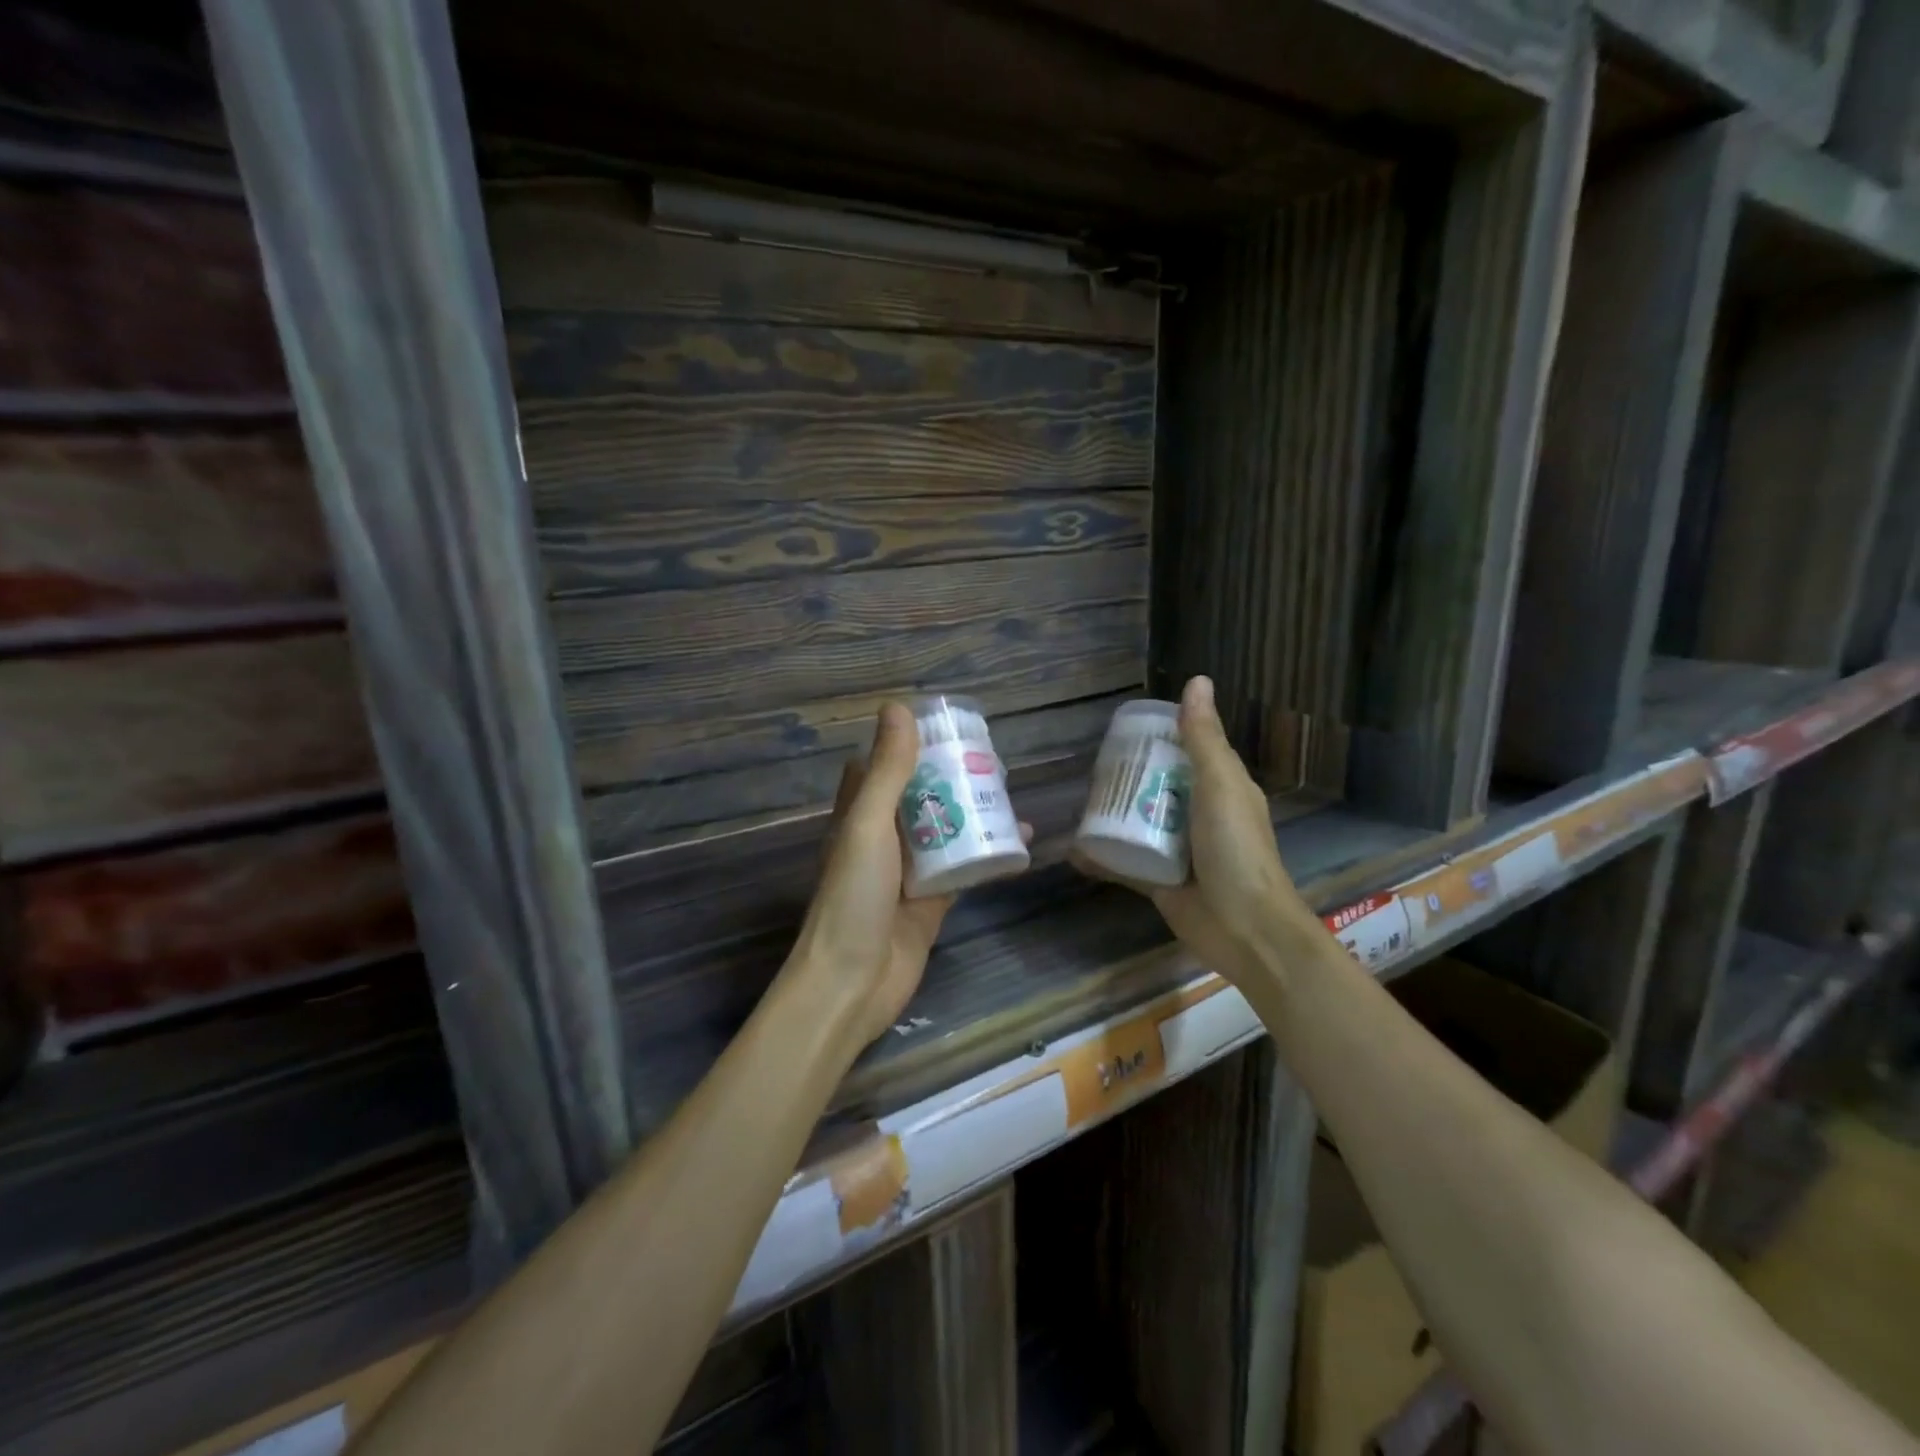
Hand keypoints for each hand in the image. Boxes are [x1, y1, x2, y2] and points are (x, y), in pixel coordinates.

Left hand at [786, 702, 1029, 1049]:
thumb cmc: (853, 897)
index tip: (942, 727)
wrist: (853, 983)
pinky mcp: (932, 903)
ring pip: (945, 832)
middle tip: (990, 759)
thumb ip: (887, 771)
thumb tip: (898, 707)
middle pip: (919, 798)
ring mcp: (908, 873)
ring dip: (973, 813)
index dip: (905, 746)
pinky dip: (988, 855)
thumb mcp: (868, 825)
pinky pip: (964, 870)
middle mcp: (882, 840)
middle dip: (950, 778)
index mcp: (858, 816)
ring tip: (1009, 791)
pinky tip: (1021, 842)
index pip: (879, 768)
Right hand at [1078, 676, 1319, 983]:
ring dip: (1112, 815)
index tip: (1122, 730)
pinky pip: (1125, 862)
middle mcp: (1199, 816)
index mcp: (1220, 789)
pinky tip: (1074, 850)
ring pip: (1139, 824)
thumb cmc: (1236, 848)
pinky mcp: (1158, 880)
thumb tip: (1197, 681)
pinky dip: (1102, 857)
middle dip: (1127, 776)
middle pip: (1158, 787)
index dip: (1159, 738)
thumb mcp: (1220, 785)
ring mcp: (1178, 850)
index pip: (1187, 752)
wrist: (1243, 927)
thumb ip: (1203, 739)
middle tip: (1089, 766)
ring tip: (1077, 800)